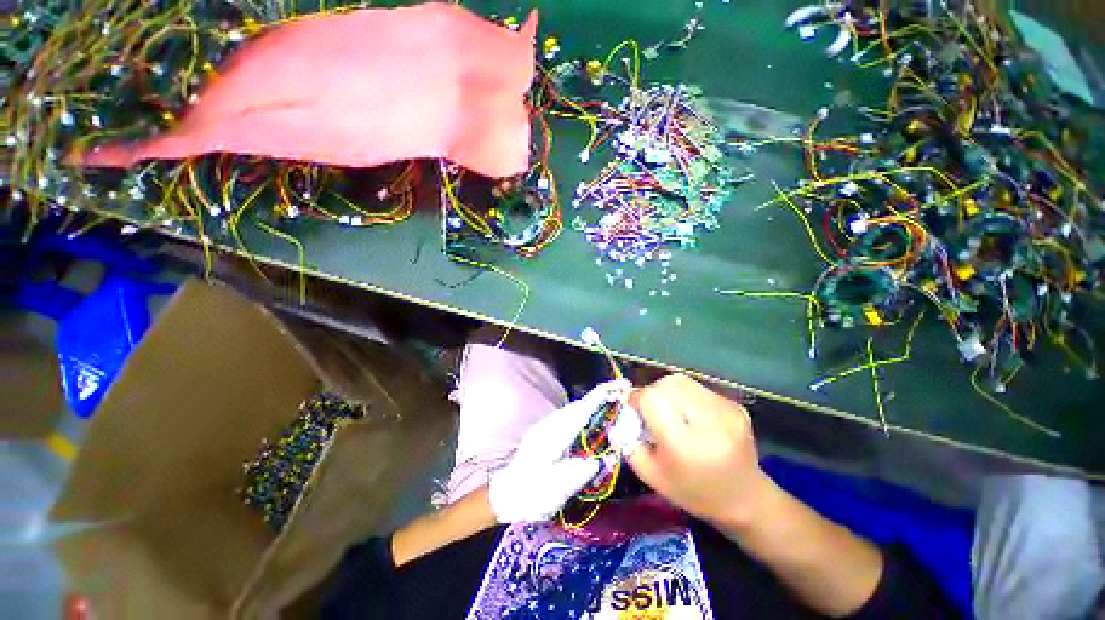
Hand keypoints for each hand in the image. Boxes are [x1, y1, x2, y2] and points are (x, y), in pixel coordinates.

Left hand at [489, 380, 629, 522]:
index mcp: (554, 435)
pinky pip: (570, 415)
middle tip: (622, 390)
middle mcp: (551, 424)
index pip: (581, 410)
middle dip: (600, 395)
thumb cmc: (531, 494)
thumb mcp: (556, 490)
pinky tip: (594, 414)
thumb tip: (599, 459)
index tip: (619, 387)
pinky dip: (585, 410)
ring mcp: (547, 426)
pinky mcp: (547, 431)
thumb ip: (579, 472)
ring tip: (613, 398)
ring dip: (593, 401)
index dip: (600, 397)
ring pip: (574, 408)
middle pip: (579, 404)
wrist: (507, 494)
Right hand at [626, 374, 770, 524]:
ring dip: (667, 390)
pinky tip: (690, 414)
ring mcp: (726, 412)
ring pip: (682, 381)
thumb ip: (629, 442)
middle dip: (651, 392)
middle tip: (650, 409)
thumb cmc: (692, 492)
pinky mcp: (736, 407)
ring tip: (670, 409)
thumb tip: (623, 409)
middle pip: (667, 385)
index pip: (652, 399)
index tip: (632, 406)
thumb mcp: (651, 476)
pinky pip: (698, 387)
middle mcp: (708, 424)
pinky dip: (686, 395)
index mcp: (685, 446)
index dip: (636, 397)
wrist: (744, 499)